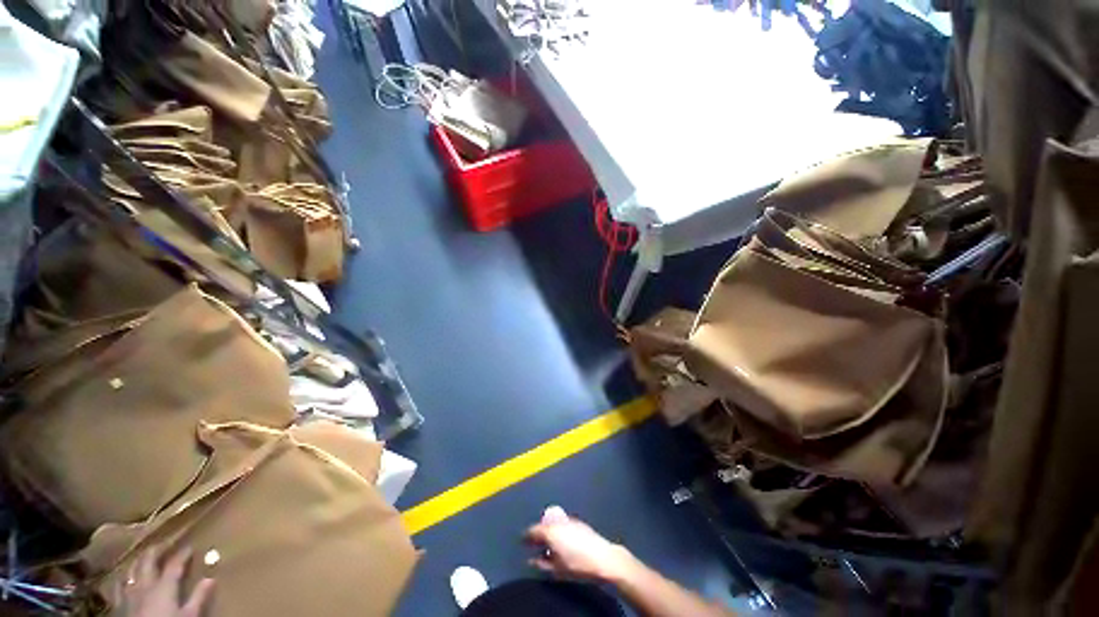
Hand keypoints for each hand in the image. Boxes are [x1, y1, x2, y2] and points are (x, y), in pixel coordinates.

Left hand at [111, 547, 214, 616]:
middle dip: (156, 549)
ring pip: (131, 570)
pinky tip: (123, 578)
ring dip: (139, 561)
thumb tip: (210, 578)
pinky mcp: (119, 603)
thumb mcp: (189, 615)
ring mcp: (129, 593)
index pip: (175, 564)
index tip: (190, 547)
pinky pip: (117, 587)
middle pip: (149, 561)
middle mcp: (145, 583)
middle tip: (165, 542)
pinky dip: (122, 579)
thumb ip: (198, 597)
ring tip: (144, 557)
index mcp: (164, 585)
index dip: (183, 554)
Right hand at [524, 506, 636, 582]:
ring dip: (549, 531)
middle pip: (543, 525)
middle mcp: (558, 522)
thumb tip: (532, 559)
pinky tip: (561, 541)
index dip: (526, 536)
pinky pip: (563, 524)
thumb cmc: (577, 565)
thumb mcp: (556, 569)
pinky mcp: (579, 523)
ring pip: (554, 523)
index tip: (522, 541)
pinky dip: (559, 530)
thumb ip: (541, 563)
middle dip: (538, 533)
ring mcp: (569, 520)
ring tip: (547, 543)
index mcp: (550, 531)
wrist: (603, 558)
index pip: (533, 530)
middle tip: (534, 542)